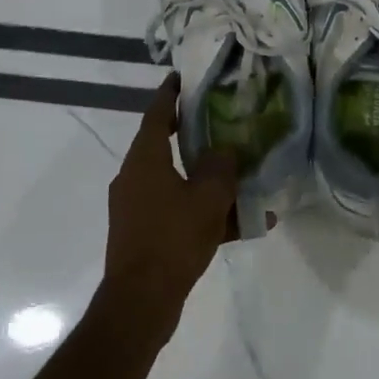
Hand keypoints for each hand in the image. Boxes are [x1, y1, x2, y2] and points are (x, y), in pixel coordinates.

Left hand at [100, 73, 240, 334]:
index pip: (157, 114)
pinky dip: (205, 212)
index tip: (183, 77)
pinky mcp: (145, 233)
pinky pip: (179, 212)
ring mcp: (137, 207)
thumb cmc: (173, 238)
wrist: (141, 301)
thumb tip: (225, 150)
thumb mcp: (208, 198)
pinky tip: (243, 225)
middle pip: (165, 145)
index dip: (170, 94)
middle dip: (194, 134)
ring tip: (243, 176)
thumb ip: (221, 167)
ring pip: (177, 181)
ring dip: (207, 179)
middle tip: (221, 120)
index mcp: (145, 160)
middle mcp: (135, 177)